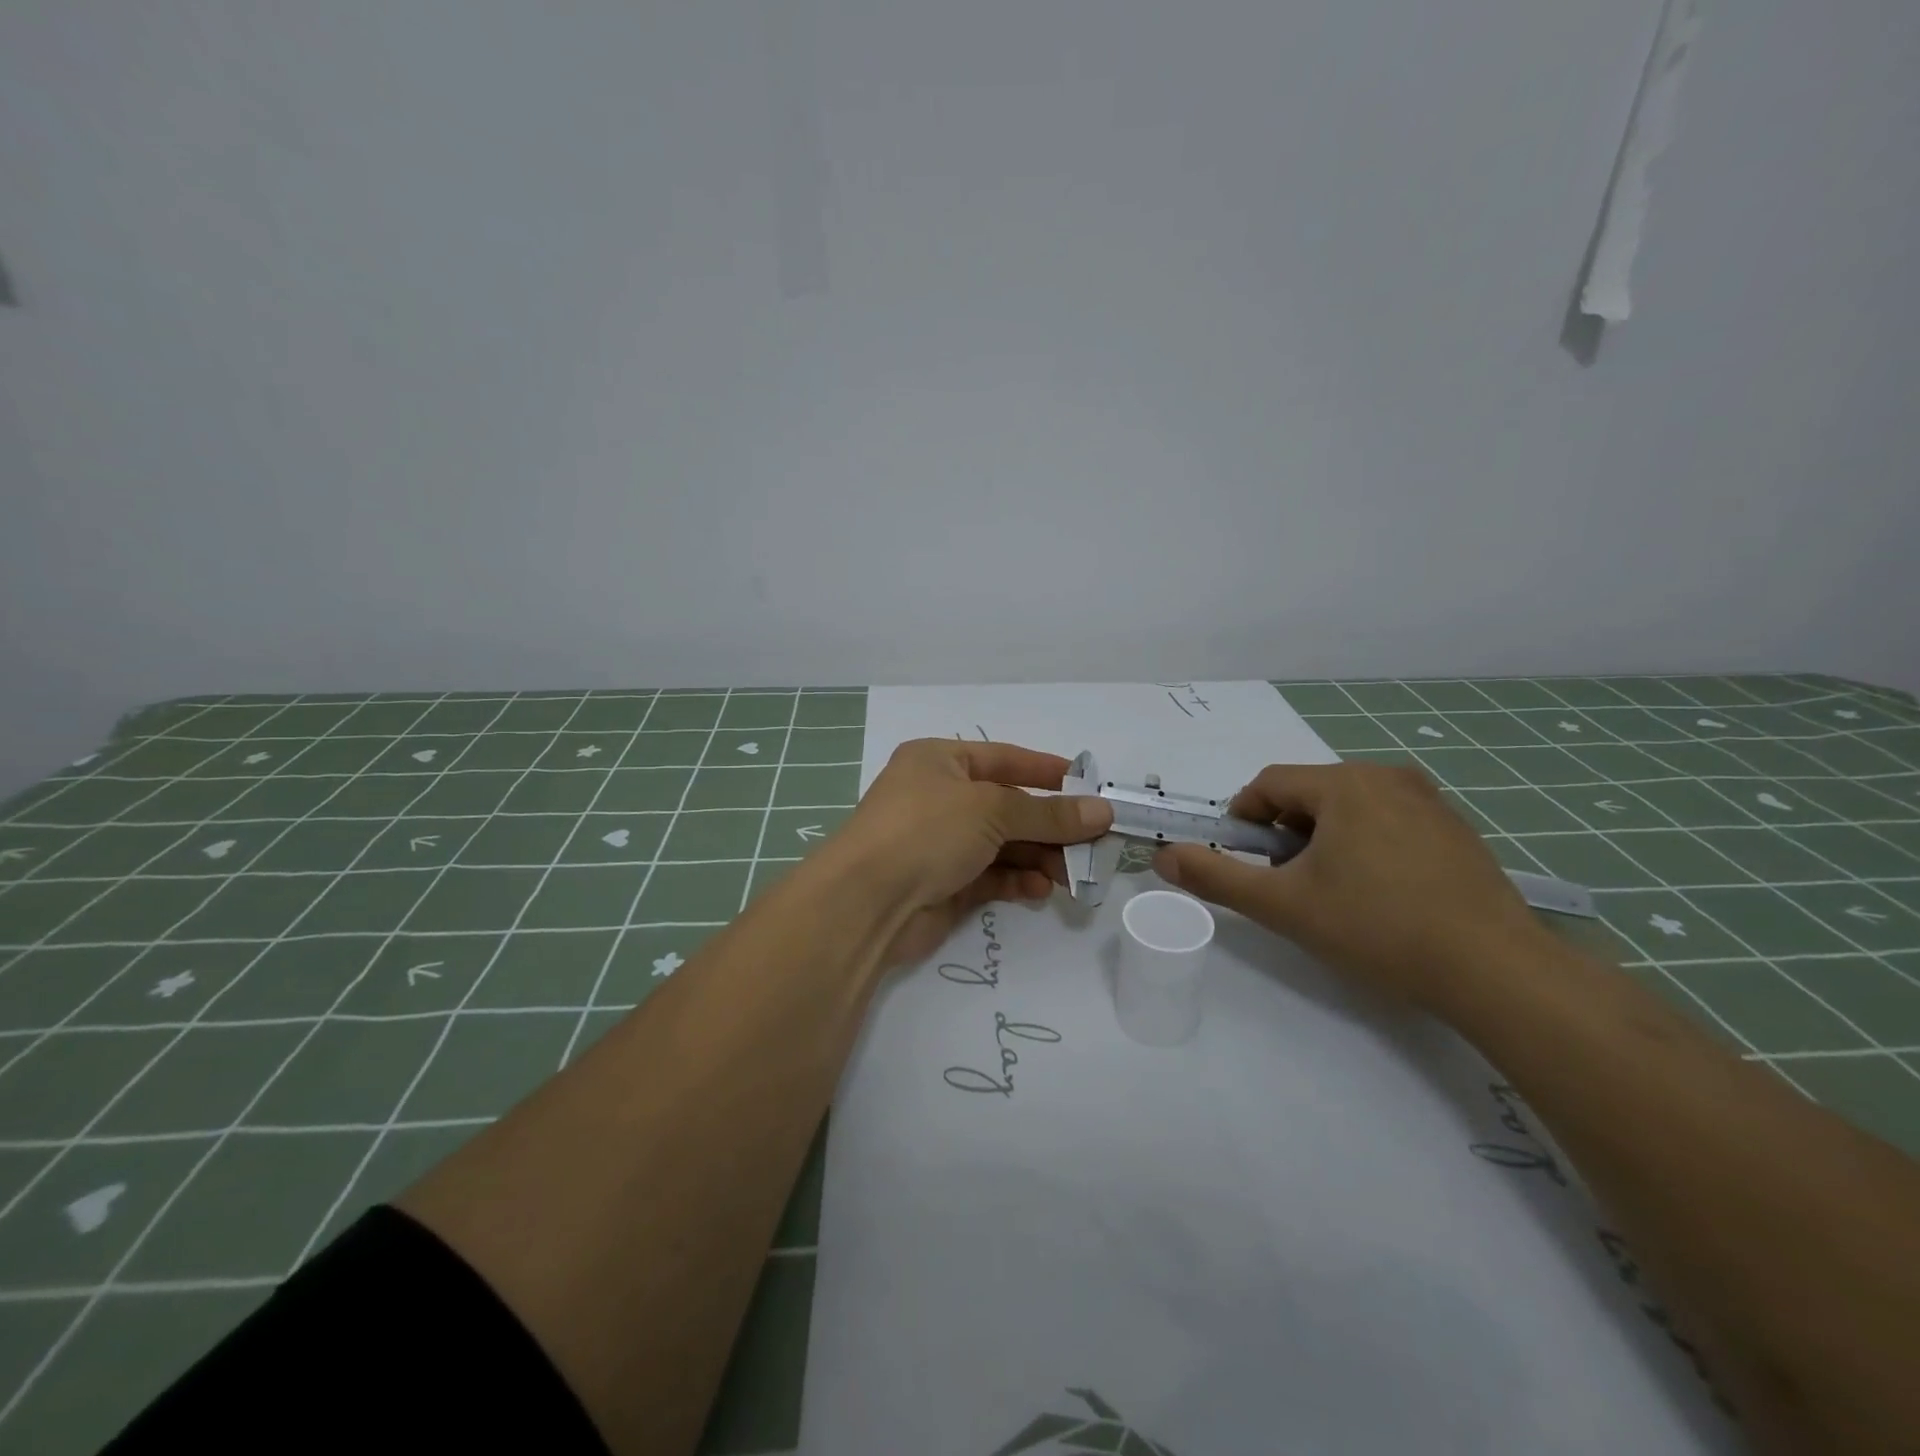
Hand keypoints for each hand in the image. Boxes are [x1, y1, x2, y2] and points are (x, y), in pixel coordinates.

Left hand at [831, 738, 1113, 965]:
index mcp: (939, 761)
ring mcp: (940, 843)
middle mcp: (939, 798)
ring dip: (1039, 857)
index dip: (1046, 770)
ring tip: (1073, 875)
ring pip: (1003, 845)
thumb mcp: (992, 810)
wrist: (866, 903)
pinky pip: (991, 876)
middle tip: (1094, 844)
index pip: (1004, 758)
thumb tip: (1103, 811)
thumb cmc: (926, 830)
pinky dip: (1017, 881)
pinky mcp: (944, 884)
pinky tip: (1040, 889)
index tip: (1089, 785)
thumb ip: (1049, 814)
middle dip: (1050, 826)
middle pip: (1008, 807)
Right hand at [1153, 761, 1546, 1012]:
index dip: (1243, 820)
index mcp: (1344, 784)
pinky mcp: (1456, 831)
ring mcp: (1429, 802)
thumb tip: (1164, 855)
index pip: (1268, 784)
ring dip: (1323, 840)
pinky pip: (1388, 822)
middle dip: (1284, 834)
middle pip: (1309, 794)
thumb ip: (1216, 876)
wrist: (1496, 970)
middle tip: (1288, 884)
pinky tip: (1380, 896)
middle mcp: (1387, 777)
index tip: (1245, 862)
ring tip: (1332, 893)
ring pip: (1348, 808)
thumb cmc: (1377, 927)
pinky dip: (1365, 846)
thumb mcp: (1283, 905)